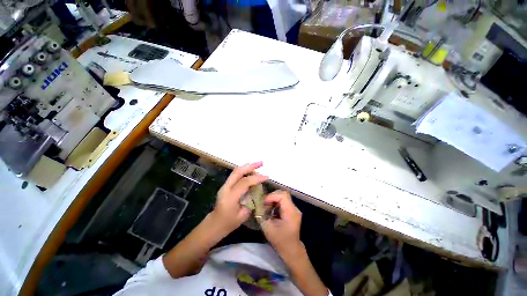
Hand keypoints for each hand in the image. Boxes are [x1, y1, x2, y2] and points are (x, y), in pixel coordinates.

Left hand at [211, 162, 267, 234]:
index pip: (244, 182)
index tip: (267, 177)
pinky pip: (235, 174)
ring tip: (258, 165)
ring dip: (247, 166)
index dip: (256, 178)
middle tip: (261, 163)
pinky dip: (244, 171)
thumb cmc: (229, 223)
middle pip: (238, 172)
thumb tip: (257, 191)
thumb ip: (251, 202)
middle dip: (251, 166)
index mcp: (230, 197)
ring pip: (236, 171)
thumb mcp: (243, 215)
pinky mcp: (226, 185)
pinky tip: (251, 171)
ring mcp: (225, 185)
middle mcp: (226, 188)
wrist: (214, 224)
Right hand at [260, 190, 302, 256]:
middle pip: (283, 194)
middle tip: (264, 203)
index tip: (264, 203)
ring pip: (283, 196)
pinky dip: (276, 202)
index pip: (283, 195)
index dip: (272, 196)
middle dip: (272, 196)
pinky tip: (271, 209)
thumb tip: (257, 206)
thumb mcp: (268, 228)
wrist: (291, 249)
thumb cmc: (280, 240)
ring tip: (267, 205)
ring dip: (274, 198)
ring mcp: (294, 209)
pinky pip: (284, 201)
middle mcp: (294, 208)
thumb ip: (262, 215)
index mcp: (291, 212)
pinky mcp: (292, 211)